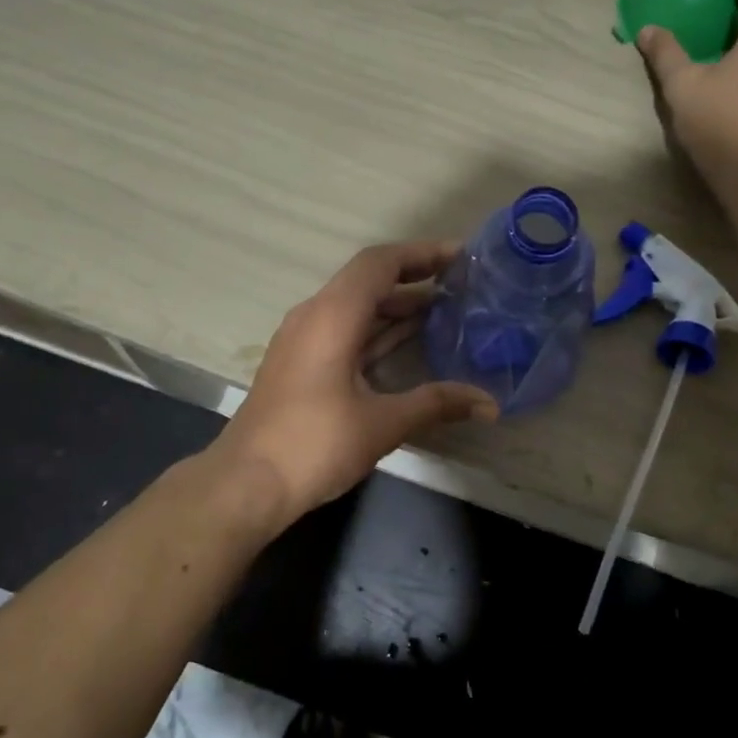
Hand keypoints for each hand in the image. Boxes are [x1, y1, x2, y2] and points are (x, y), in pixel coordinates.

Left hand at [209, 241, 498, 530]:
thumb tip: (490, 404)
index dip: (421, 254)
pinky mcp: (300, 362)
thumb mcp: (381, 424)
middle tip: (460, 284)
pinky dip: (377, 328)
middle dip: (414, 277)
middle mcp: (314, 316)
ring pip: (355, 306)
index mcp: (331, 316)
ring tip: (444, 310)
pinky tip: (407, 342)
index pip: (379, 263)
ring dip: (396, 305)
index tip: (461, 257)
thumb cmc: (313, 445)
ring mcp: (303, 339)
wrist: (246, 483)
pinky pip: (344, 329)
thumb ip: (436, 404)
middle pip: (367, 280)